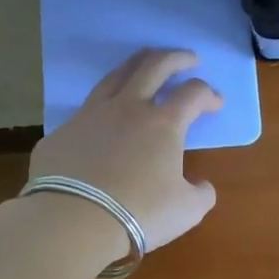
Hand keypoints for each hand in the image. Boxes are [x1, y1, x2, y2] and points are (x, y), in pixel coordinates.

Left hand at [28, 48, 222, 253]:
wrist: (72, 220)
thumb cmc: (138, 212)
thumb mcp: (186, 210)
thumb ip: (201, 194)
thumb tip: (202, 186)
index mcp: (163, 124)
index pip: (193, 93)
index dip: (209, 94)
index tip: (216, 103)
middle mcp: (128, 108)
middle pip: (155, 66)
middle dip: (176, 58)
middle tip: (188, 59)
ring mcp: (91, 115)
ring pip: (116, 75)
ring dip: (137, 64)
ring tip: (145, 64)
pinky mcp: (63, 131)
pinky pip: (87, 108)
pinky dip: (103, 104)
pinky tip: (104, 116)